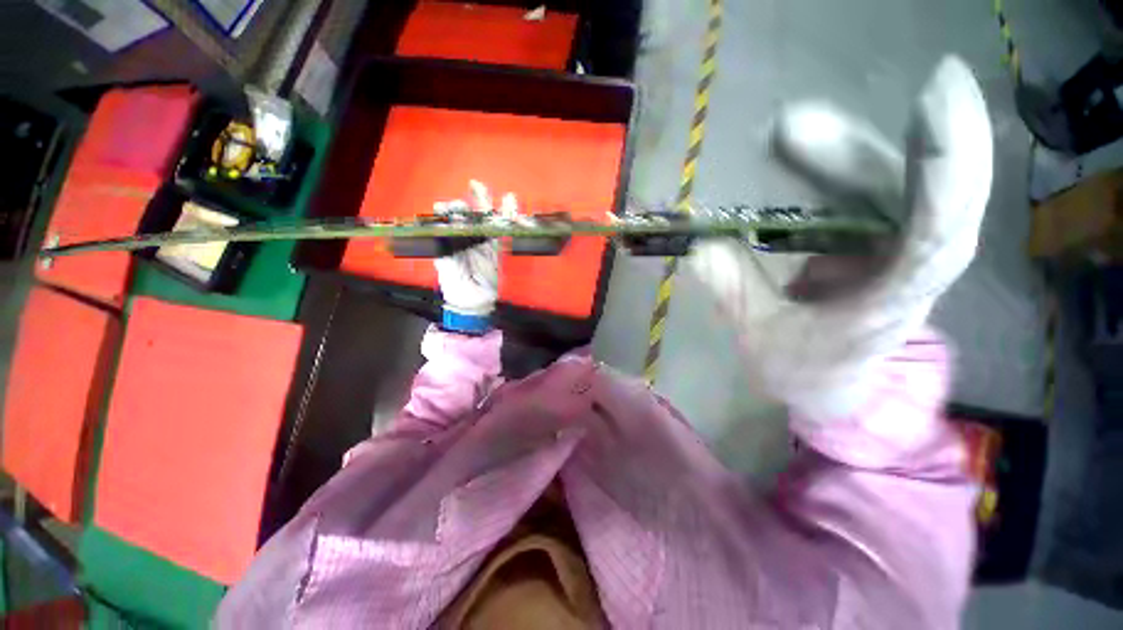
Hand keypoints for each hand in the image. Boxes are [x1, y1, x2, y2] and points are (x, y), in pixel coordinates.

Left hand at [433, 181, 515, 328]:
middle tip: (475, 183)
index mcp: (451, 240)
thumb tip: (441, 232)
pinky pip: (502, 232)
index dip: (450, 210)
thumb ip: (444, 250)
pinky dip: (508, 219)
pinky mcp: (497, 250)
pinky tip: (511, 205)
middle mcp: (467, 238)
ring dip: (490, 205)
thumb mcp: (446, 268)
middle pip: (471, 215)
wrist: (474, 302)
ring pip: (487, 220)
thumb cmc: (456, 285)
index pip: (451, 219)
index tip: (447, 207)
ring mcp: (483, 243)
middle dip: (473, 200)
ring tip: (496, 190)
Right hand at [689, 56, 992, 421]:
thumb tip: (701, 250)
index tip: (936, 97)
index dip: (946, 167)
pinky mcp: (878, 239)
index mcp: (895, 302)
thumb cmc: (805, 371)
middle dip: (856, 154)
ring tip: (791, 131)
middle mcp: (915, 264)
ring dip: (843, 154)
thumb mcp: (762, 340)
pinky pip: (869, 192)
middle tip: (793, 125)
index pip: (937, 231)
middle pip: (910, 192)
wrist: (834, 385)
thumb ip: (735, 293)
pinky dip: (837, 168)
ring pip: (892, 184)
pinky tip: (801, 151)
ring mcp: (898, 247)